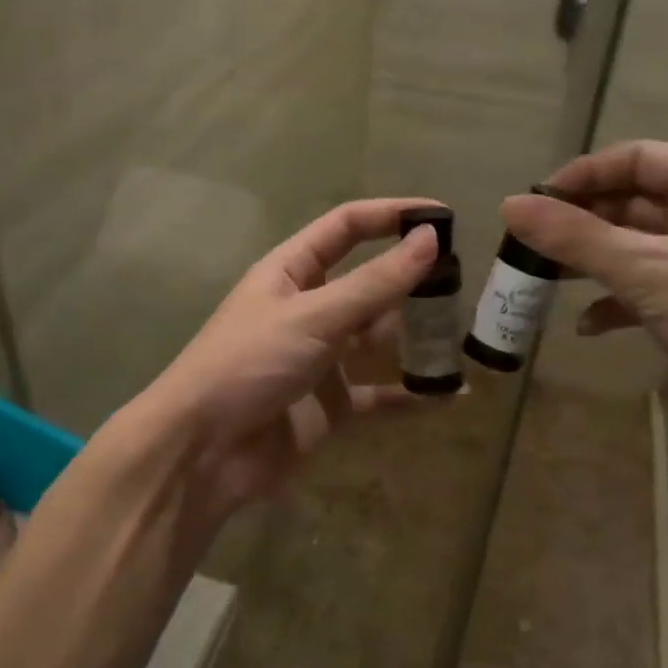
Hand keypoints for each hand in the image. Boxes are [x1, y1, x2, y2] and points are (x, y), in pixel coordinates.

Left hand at [143, 199, 439, 528]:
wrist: (203, 452)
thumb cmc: (249, 364)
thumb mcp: (313, 316)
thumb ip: (374, 283)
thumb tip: (431, 238)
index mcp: (290, 271)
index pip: (345, 227)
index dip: (390, 215)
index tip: (442, 216)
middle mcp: (307, 308)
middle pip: (368, 282)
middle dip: (411, 280)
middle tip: (464, 282)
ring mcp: (319, 357)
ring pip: (376, 337)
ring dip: (415, 336)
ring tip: (463, 333)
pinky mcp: (329, 404)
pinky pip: (378, 394)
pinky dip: (409, 394)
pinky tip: (449, 394)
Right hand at [500, 142, 667, 416]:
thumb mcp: (648, 271)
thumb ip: (576, 237)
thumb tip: (509, 204)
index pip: (634, 158)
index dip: (581, 176)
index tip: (532, 204)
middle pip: (632, 201)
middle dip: (580, 222)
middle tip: (529, 246)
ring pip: (635, 245)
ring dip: (591, 261)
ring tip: (545, 280)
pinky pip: (648, 286)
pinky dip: (615, 299)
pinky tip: (587, 326)